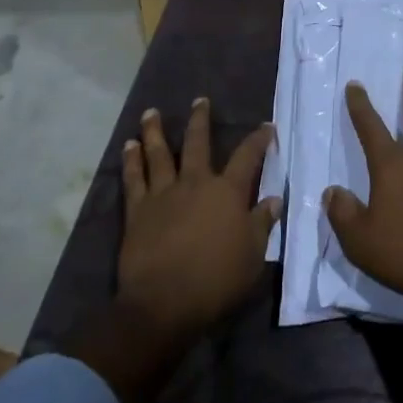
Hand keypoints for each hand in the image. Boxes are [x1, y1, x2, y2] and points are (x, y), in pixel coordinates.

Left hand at [118, 99, 279, 339]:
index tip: (266, 127)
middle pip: (197, 143)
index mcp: (227, 192)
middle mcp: (195, 183)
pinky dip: (131, 160)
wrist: (164, 302)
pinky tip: (128, 146)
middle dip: (201, 120)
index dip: (259, 140)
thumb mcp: (252, 255)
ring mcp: (163, 194)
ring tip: (151, 113)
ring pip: (159, 154)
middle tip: (200, 100)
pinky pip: (133, 178)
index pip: (247, 157)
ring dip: (155, 131)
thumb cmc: (216, 280)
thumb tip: (273, 200)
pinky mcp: (138, 210)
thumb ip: (262, 224)